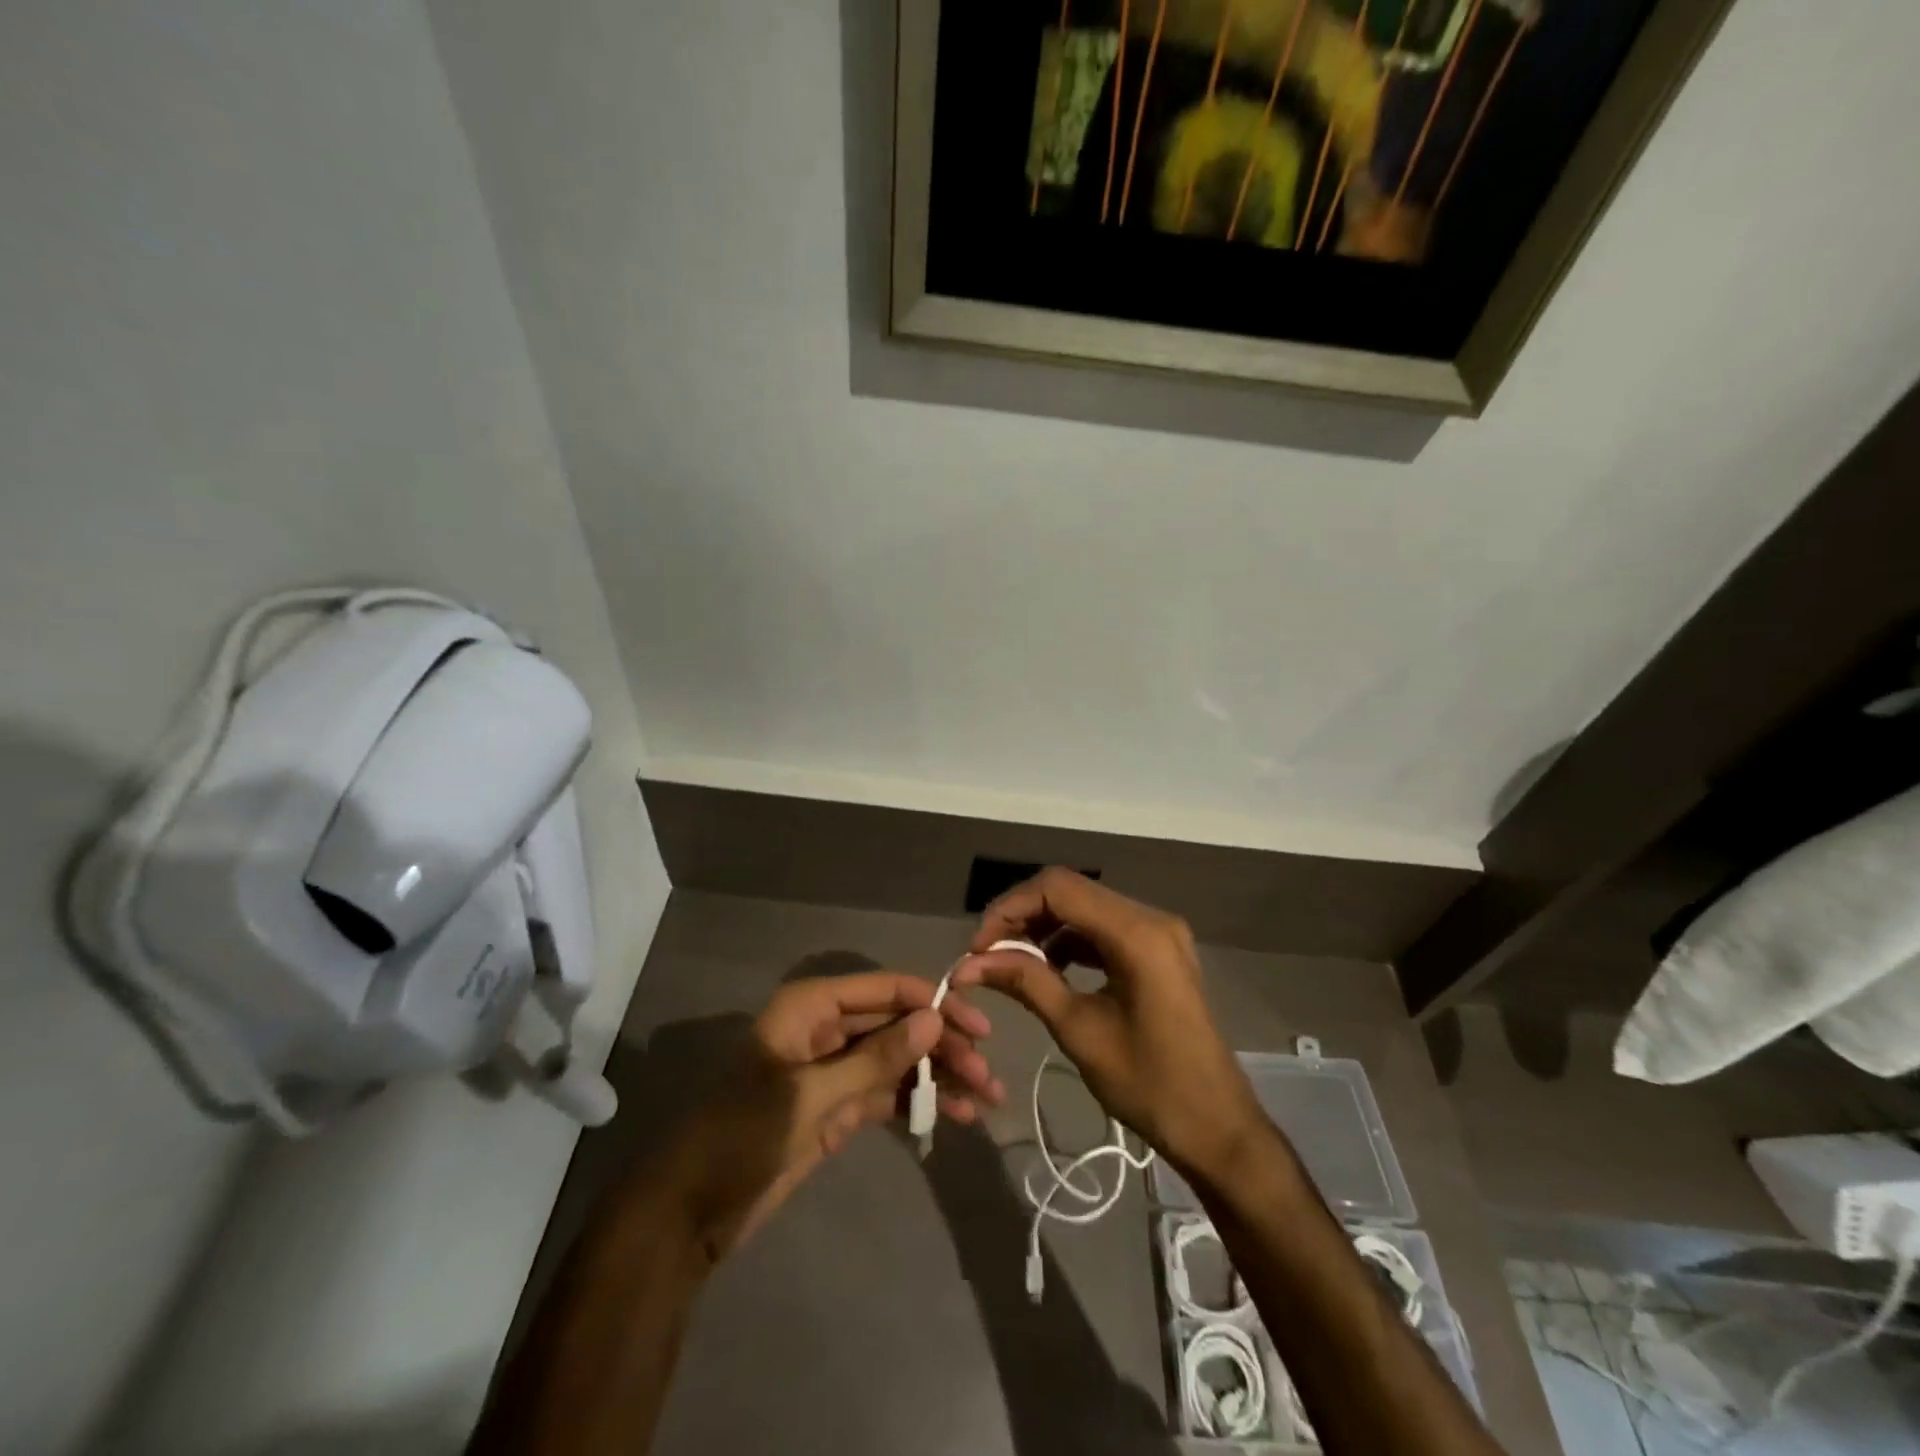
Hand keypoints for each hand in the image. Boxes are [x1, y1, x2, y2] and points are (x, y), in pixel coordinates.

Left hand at [663, 972, 1001, 1260]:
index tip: (978, 1029)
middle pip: (897, 1025)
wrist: (688, 1216)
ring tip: (983, 1101)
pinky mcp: (837, 1108)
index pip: (886, 990)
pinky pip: (886, 1094)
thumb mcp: (810, 1097)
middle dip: (943, 1047)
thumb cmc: (740, 1138)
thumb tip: (932, 1021)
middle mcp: (827, 1029)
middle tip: (987, 1077)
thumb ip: (874, 1059)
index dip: (934, 1004)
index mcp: (813, 1008)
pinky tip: (953, 1116)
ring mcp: (833, 1070)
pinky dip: (917, 1102)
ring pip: (897, 1061)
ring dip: (938, 1077)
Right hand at [952, 869, 1259, 1180]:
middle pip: (1071, 891)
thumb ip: (1026, 982)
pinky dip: (1070, 941)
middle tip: (988, 955)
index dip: (1010, 909)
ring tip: (1011, 964)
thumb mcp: (1079, 1030)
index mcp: (1137, 933)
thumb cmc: (1149, 1084)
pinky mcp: (1159, 951)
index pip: (1058, 888)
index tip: (979, 947)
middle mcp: (1151, 918)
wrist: (1217, 1127)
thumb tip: (971, 963)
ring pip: (1085, 908)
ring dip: (1044, 928)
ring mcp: (1159, 932)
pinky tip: (1047, 969)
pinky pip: (1104, 928)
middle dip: (1022, 917)